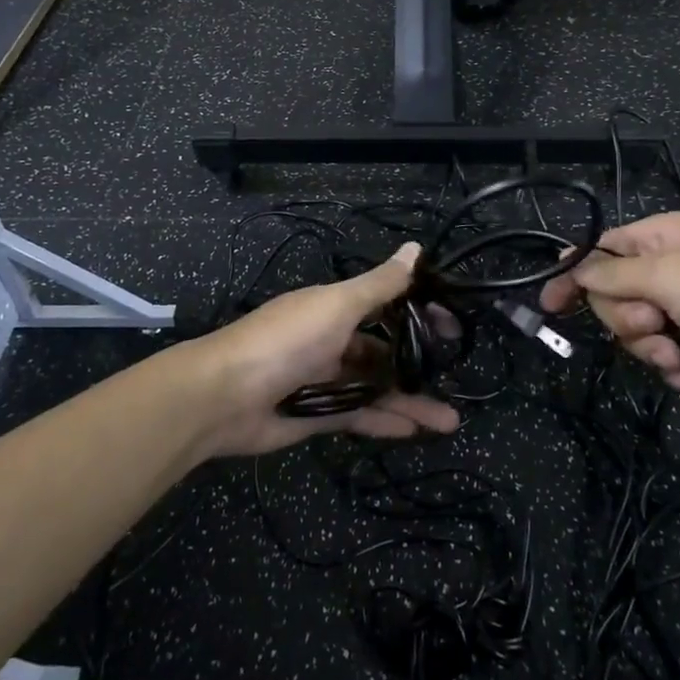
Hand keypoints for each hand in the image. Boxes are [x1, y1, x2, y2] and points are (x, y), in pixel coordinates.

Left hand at [193, 243, 461, 456]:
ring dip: (409, 401)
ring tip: (449, 421)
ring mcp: (323, 379)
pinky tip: (414, 432)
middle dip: (417, 362)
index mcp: (333, 308)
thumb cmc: (287, 340)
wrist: (224, 396)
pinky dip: (384, 422)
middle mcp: (331, 340)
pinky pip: (358, 416)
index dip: (417, 311)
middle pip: (383, 350)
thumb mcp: (337, 305)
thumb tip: (415, 247)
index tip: (451, 325)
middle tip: (455, 374)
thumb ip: (379, 285)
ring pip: (375, 388)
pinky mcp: (316, 414)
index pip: (384, 304)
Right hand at [539, 212, 679, 407]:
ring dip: (650, 349)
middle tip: (655, 328)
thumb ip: (614, 275)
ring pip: (638, 329)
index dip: (573, 276)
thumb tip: (573, 268)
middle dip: (625, 320)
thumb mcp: (670, 277)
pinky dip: (672, 367)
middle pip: (614, 294)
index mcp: (662, 236)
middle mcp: (673, 266)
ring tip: (678, 358)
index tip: (549, 307)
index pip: (600, 251)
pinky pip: (666, 353)